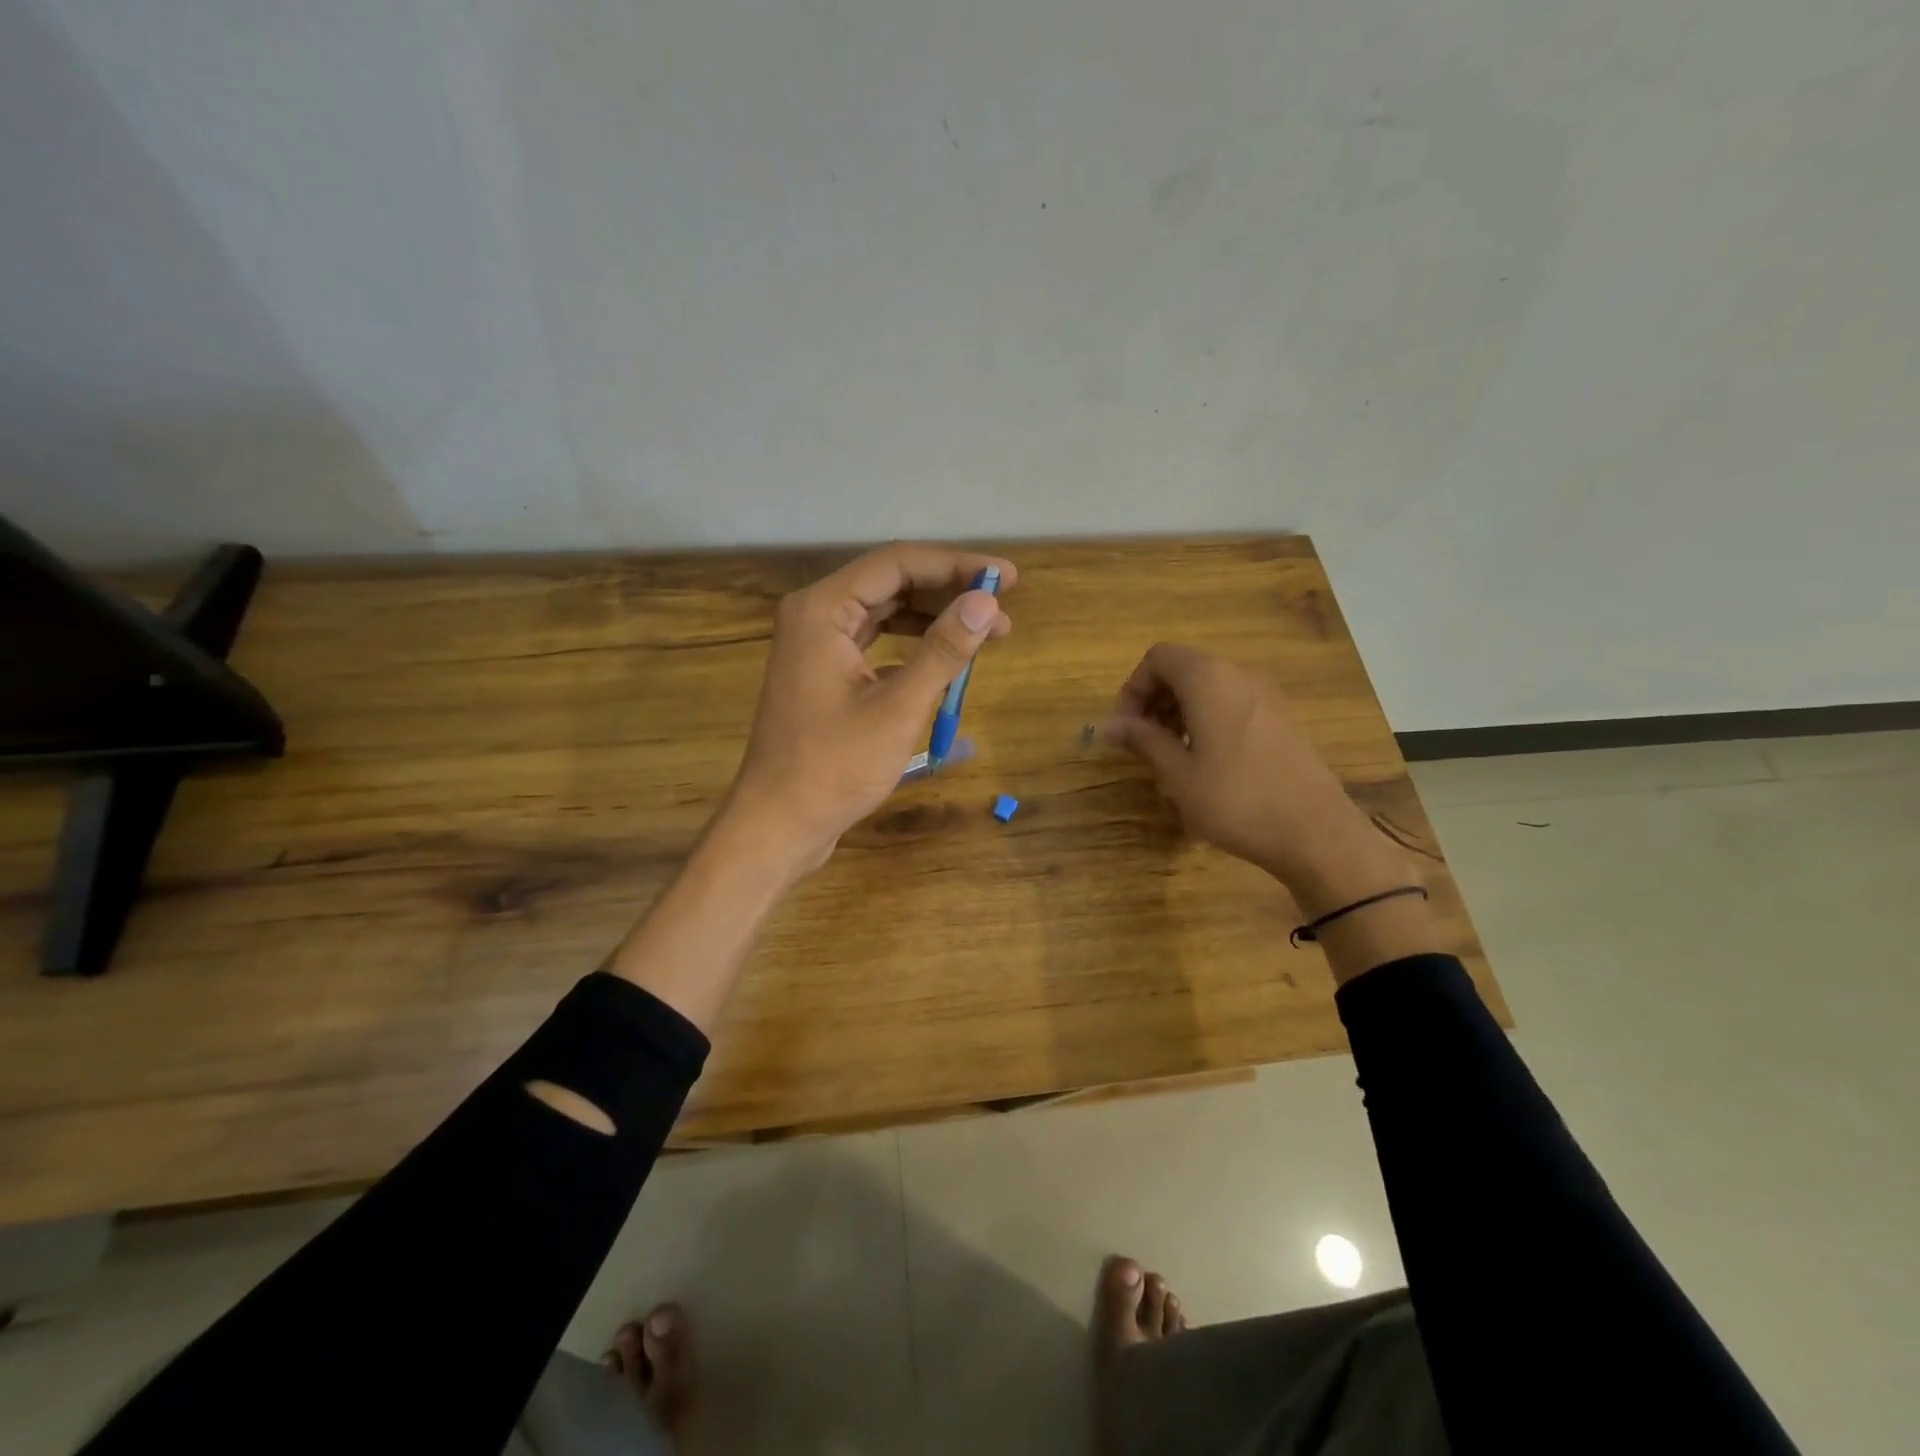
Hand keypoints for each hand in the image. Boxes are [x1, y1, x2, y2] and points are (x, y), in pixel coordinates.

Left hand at [722, 543, 1016, 874]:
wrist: (778, 824)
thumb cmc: (834, 768)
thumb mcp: (897, 708)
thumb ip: (943, 650)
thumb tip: (988, 602)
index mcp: (823, 610)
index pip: (898, 563)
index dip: (957, 565)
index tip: (1008, 578)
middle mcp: (816, 616)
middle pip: (892, 583)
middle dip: (949, 592)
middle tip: (1004, 608)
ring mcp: (818, 646)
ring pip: (885, 613)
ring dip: (935, 619)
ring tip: (988, 633)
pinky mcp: (825, 674)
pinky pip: (876, 643)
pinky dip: (913, 646)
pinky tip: (946, 662)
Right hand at [1102, 644, 1410, 914]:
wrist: (1315, 832)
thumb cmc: (1236, 800)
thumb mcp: (1178, 774)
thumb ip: (1143, 740)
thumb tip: (1108, 725)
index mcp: (1209, 680)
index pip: (1158, 658)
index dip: (1133, 688)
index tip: (1125, 729)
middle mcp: (1239, 674)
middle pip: (1184, 669)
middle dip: (1154, 700)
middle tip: (1142, 743)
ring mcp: (1266, 695)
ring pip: (1208, 687)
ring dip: (1179, 711)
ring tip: (1170, 756)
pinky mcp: (1281, 717)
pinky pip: (1232, 703)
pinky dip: (1207, 719)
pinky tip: (1205, 762)